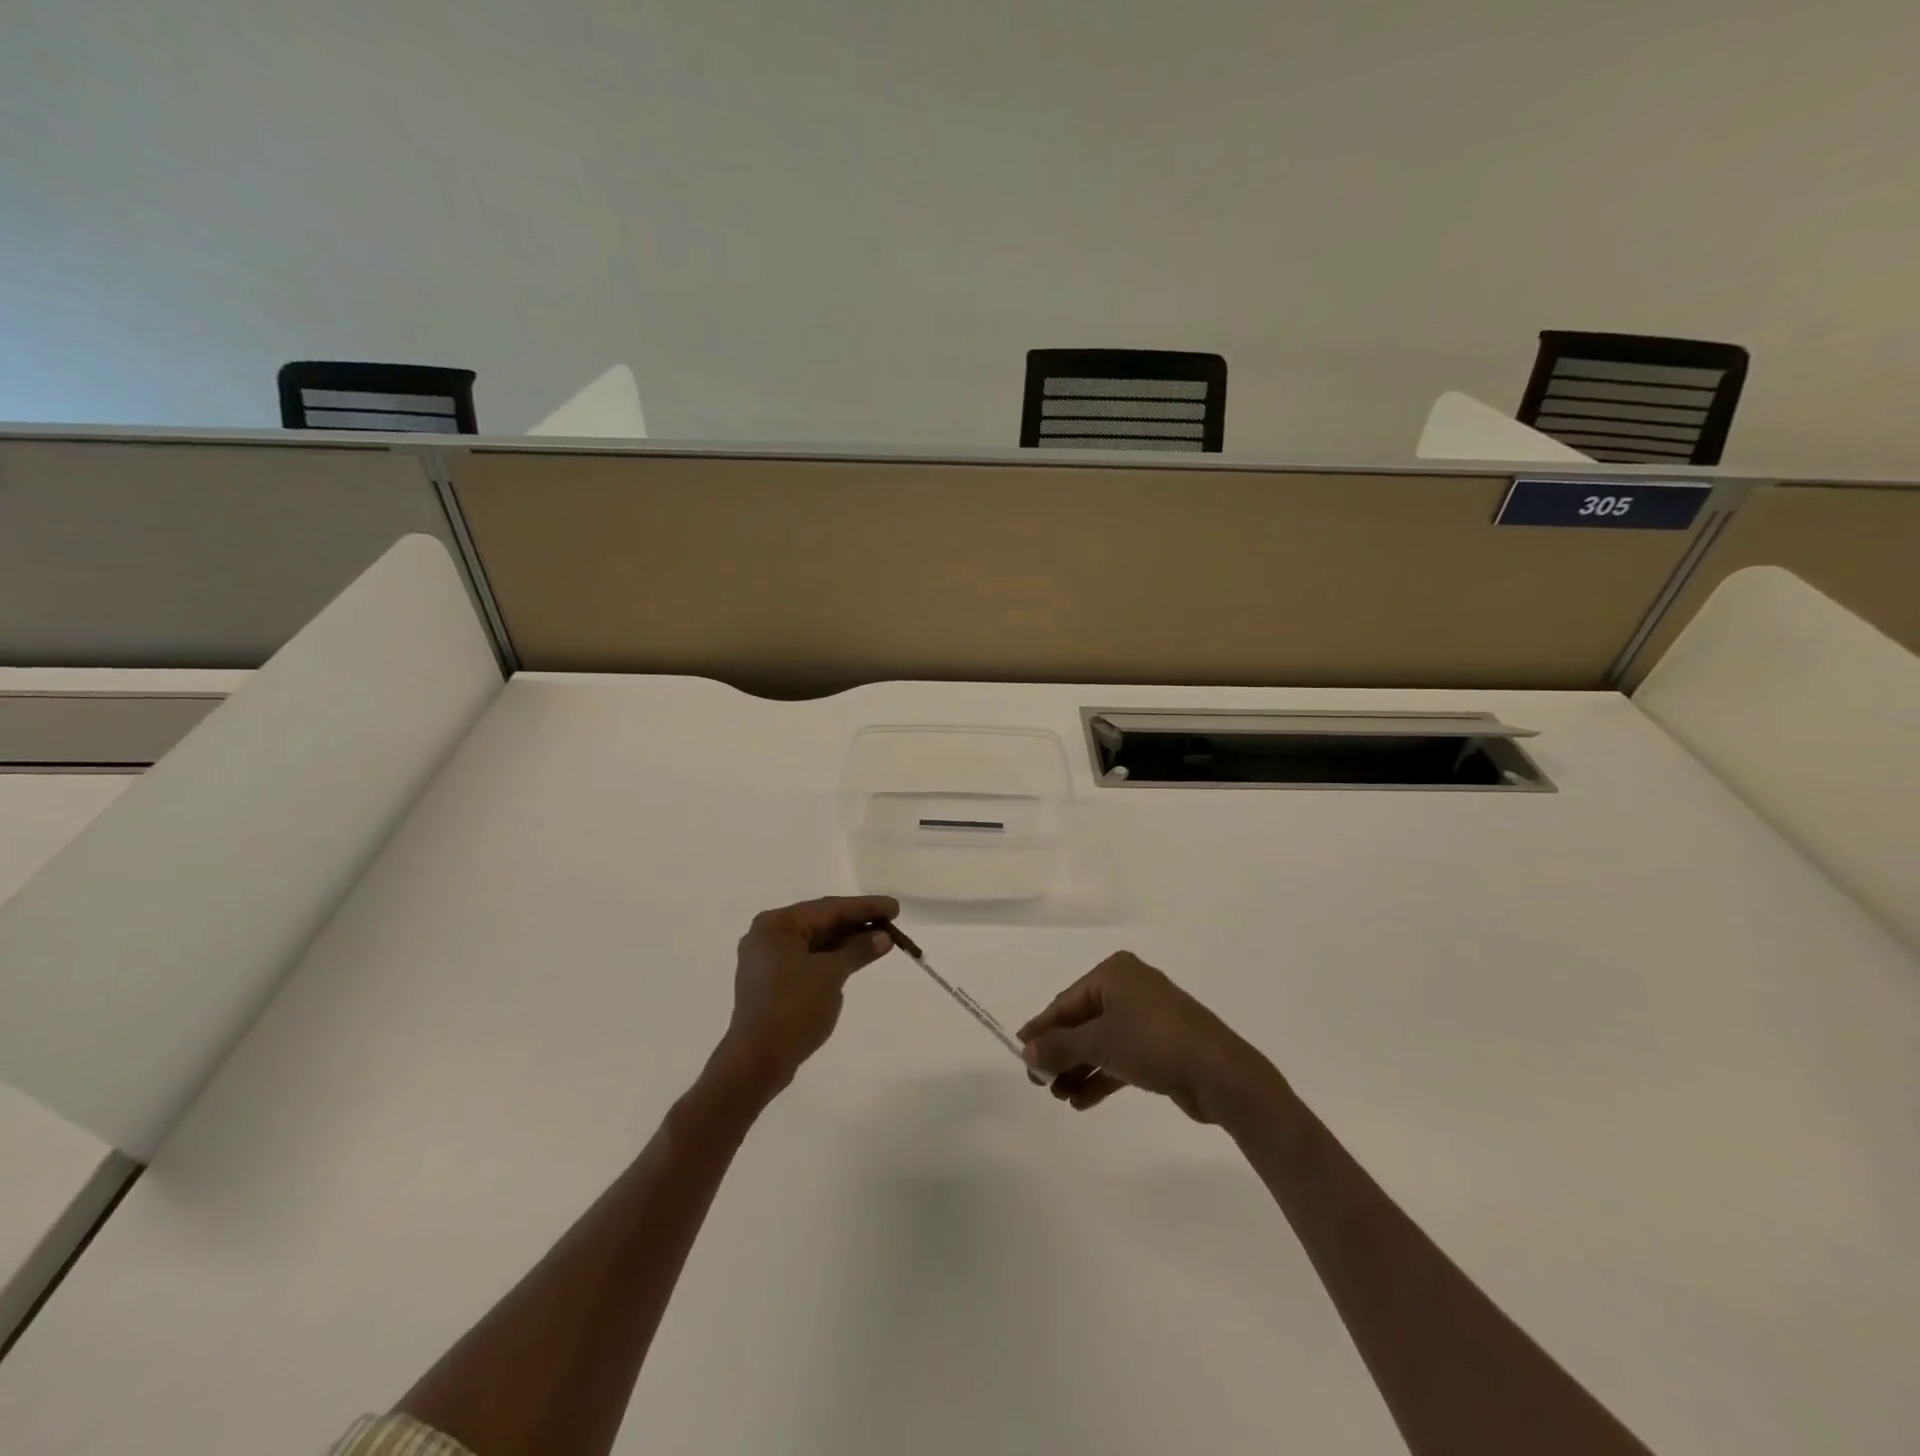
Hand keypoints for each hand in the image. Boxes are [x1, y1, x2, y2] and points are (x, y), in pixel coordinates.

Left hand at [713, 895, 898, 1095]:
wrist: (757, 1061)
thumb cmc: (793, 1008)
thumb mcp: (831, 975)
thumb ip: (858, 950)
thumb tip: (883, 937)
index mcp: (777, 925)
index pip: (829, 908)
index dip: (865, 907)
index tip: (895, 907)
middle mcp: (768, 935)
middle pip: (821, 922)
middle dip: (857, 923)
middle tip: (891, 921)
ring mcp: (768, 959)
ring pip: (815, 941)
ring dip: (847, 941)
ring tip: (881, 939)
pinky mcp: (772, 981)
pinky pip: (808, 959)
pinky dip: (832, 957)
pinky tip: (856, 958)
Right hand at [1018, 952, 1281, 1122]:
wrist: (1220, 1074)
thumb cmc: (1154, 1043)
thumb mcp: (1100, 1042)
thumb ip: (1060, 1047)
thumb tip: (1026, 1052)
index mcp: (1114, 973)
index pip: (1065, 1002)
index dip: (1041, 1029)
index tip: (1019, 1054)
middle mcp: (1129, 988)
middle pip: (1082, 1022)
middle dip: (1061, 1053)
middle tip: (1039, 1083)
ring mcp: (1147, 1017)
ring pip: (1100, 1042)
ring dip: (1078, 1068)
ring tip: (1059, 1096)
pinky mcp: (1160, 1046)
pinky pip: (1120, 1057)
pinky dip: (1101, 1076)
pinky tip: (1081, 1101)